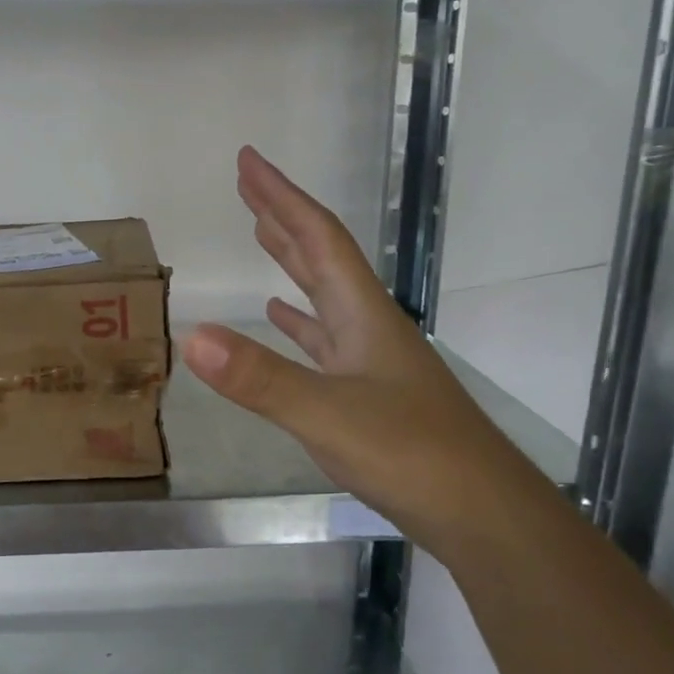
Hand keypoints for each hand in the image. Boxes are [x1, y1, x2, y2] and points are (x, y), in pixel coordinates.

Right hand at [182, 147, 552, 554]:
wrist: (481, 512)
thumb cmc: (411, 454)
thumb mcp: (326, 414)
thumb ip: (259, 377)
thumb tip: (192, 335)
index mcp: (362, 314)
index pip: (318, 238)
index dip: (281, 197)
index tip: (248, 161)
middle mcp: (368, 325)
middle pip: (322, 256)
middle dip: (282, 218)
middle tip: (247, 186)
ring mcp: (371, 360)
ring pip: (323, 295)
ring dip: (292, 262)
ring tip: (262, 235)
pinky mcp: (369, 393)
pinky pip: (324, 341)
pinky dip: (299, 321)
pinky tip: (282, 318)